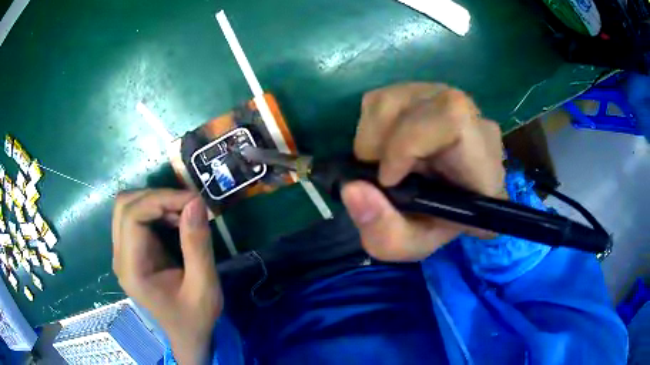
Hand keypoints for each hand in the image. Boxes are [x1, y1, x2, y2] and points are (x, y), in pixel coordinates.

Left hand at [112, 190, 221, 363]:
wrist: (187, 335)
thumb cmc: (195, 317)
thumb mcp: (204, 286)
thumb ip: (197, 245)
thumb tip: (195, 202)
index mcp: (132, 269)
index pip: (132, 216)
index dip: (160, 199)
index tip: (193, 200)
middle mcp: (120, 257)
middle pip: (124, 205)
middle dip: (156, 196)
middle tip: (188, 204)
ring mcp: (123, 253)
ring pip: (127, 207)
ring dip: (155, 201)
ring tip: (184, 212)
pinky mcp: (130, 251)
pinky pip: (135, 217)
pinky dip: (155, 210)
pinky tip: (175, 220)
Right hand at [342, 83, 505, 261]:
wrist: (441, 204)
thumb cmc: (432, 226)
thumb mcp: (408, 245)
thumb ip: (384, 232)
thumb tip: (351, 188)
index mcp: (486, 168)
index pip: (454, 120)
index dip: (409, 143)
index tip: (387, 180)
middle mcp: (477, 125)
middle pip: (420, 102)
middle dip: (380, 141)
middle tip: (377, 175)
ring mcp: (453, 103)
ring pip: (396, 95)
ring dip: (371, 134)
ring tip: (379, 164)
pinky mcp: (430, 94)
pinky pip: (387, 95)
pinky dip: (371, 124)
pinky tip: (384, 147)